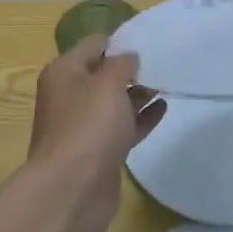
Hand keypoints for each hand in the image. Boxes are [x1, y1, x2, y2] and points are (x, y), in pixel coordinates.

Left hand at [26, 36, 164, 231]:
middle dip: (132, 69)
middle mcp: (70, 95)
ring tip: (168, 84)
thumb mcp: (108, 83)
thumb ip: (123, 63)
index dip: (120, 42)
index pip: (94, 45)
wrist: (72, 189)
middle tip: (164, 63)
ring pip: (115, 102)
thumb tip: (129, 56)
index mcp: (64, 72)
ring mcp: (84, 125)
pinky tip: (163, 109)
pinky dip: (141, 118)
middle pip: (104, 74)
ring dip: (139, 94)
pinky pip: (122, 127)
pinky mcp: (99, 151)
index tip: (150, 42)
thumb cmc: (88, 126)